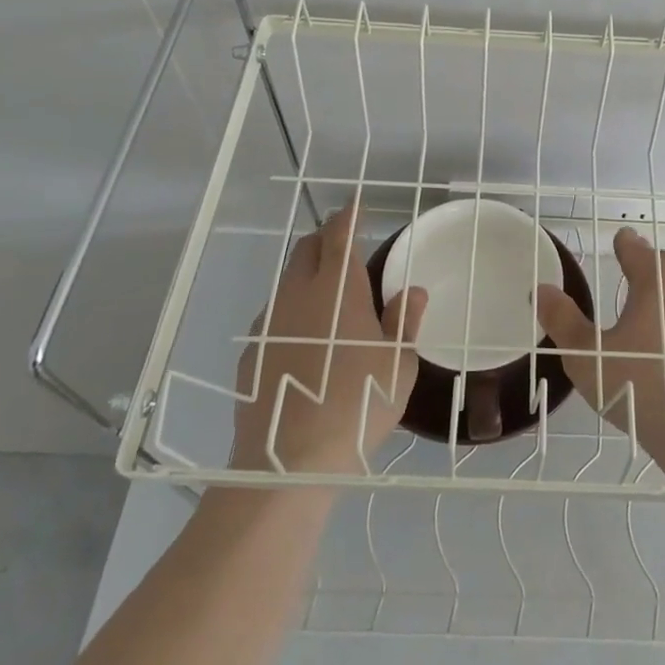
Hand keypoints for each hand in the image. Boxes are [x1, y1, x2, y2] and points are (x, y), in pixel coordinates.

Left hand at [231, 206, 426, 474]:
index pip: (339, 235)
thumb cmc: (359, 403)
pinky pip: (275, 317)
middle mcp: (298, 295)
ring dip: (307, 277)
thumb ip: (404, 321)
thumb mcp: (398, 364)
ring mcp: (269, 323)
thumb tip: (413, 292)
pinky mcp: (251, 352)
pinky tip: (304, 342)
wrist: (289, 460)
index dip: (348, 216)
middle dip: (325, 239)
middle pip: (306, 250)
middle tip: (344, 246)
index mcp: (337, 290)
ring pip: (287, 282)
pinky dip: (292, 312)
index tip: (355, 205)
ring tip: (328, 299)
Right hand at [536, 227, 664, 483]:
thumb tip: (541, 289)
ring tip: (641, 315)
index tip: (613, 246)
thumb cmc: (639, 386)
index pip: (634, 246)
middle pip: (661, 264)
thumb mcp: (587, 356)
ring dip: (662, 294)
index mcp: (658, 279)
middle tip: (621, 281)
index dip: (620, 245)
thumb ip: (562, 319)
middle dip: (642, 268)